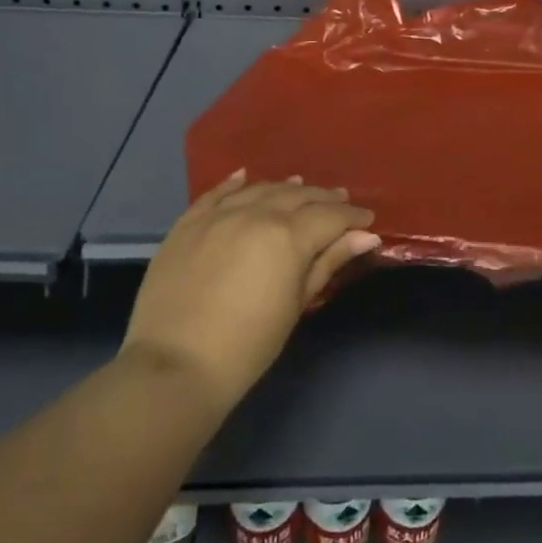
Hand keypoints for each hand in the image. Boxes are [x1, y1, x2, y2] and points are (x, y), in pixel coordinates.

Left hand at [120, 171, 378, 416]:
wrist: (174, 366)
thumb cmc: (247, 345)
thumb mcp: (295, 305)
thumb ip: (328, 263)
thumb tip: (365, 236)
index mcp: (288, 236)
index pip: (330, 215)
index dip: (352, 216)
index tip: (367, 219)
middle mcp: (256, 213)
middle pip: (298, 196)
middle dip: (323, 198)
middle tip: (340, 202)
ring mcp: (218, 215)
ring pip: (260, 189)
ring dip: (284, 188)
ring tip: (300, 187)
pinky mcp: (187, 224)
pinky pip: (215, 194)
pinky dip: (234, 183)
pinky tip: (245, 176)